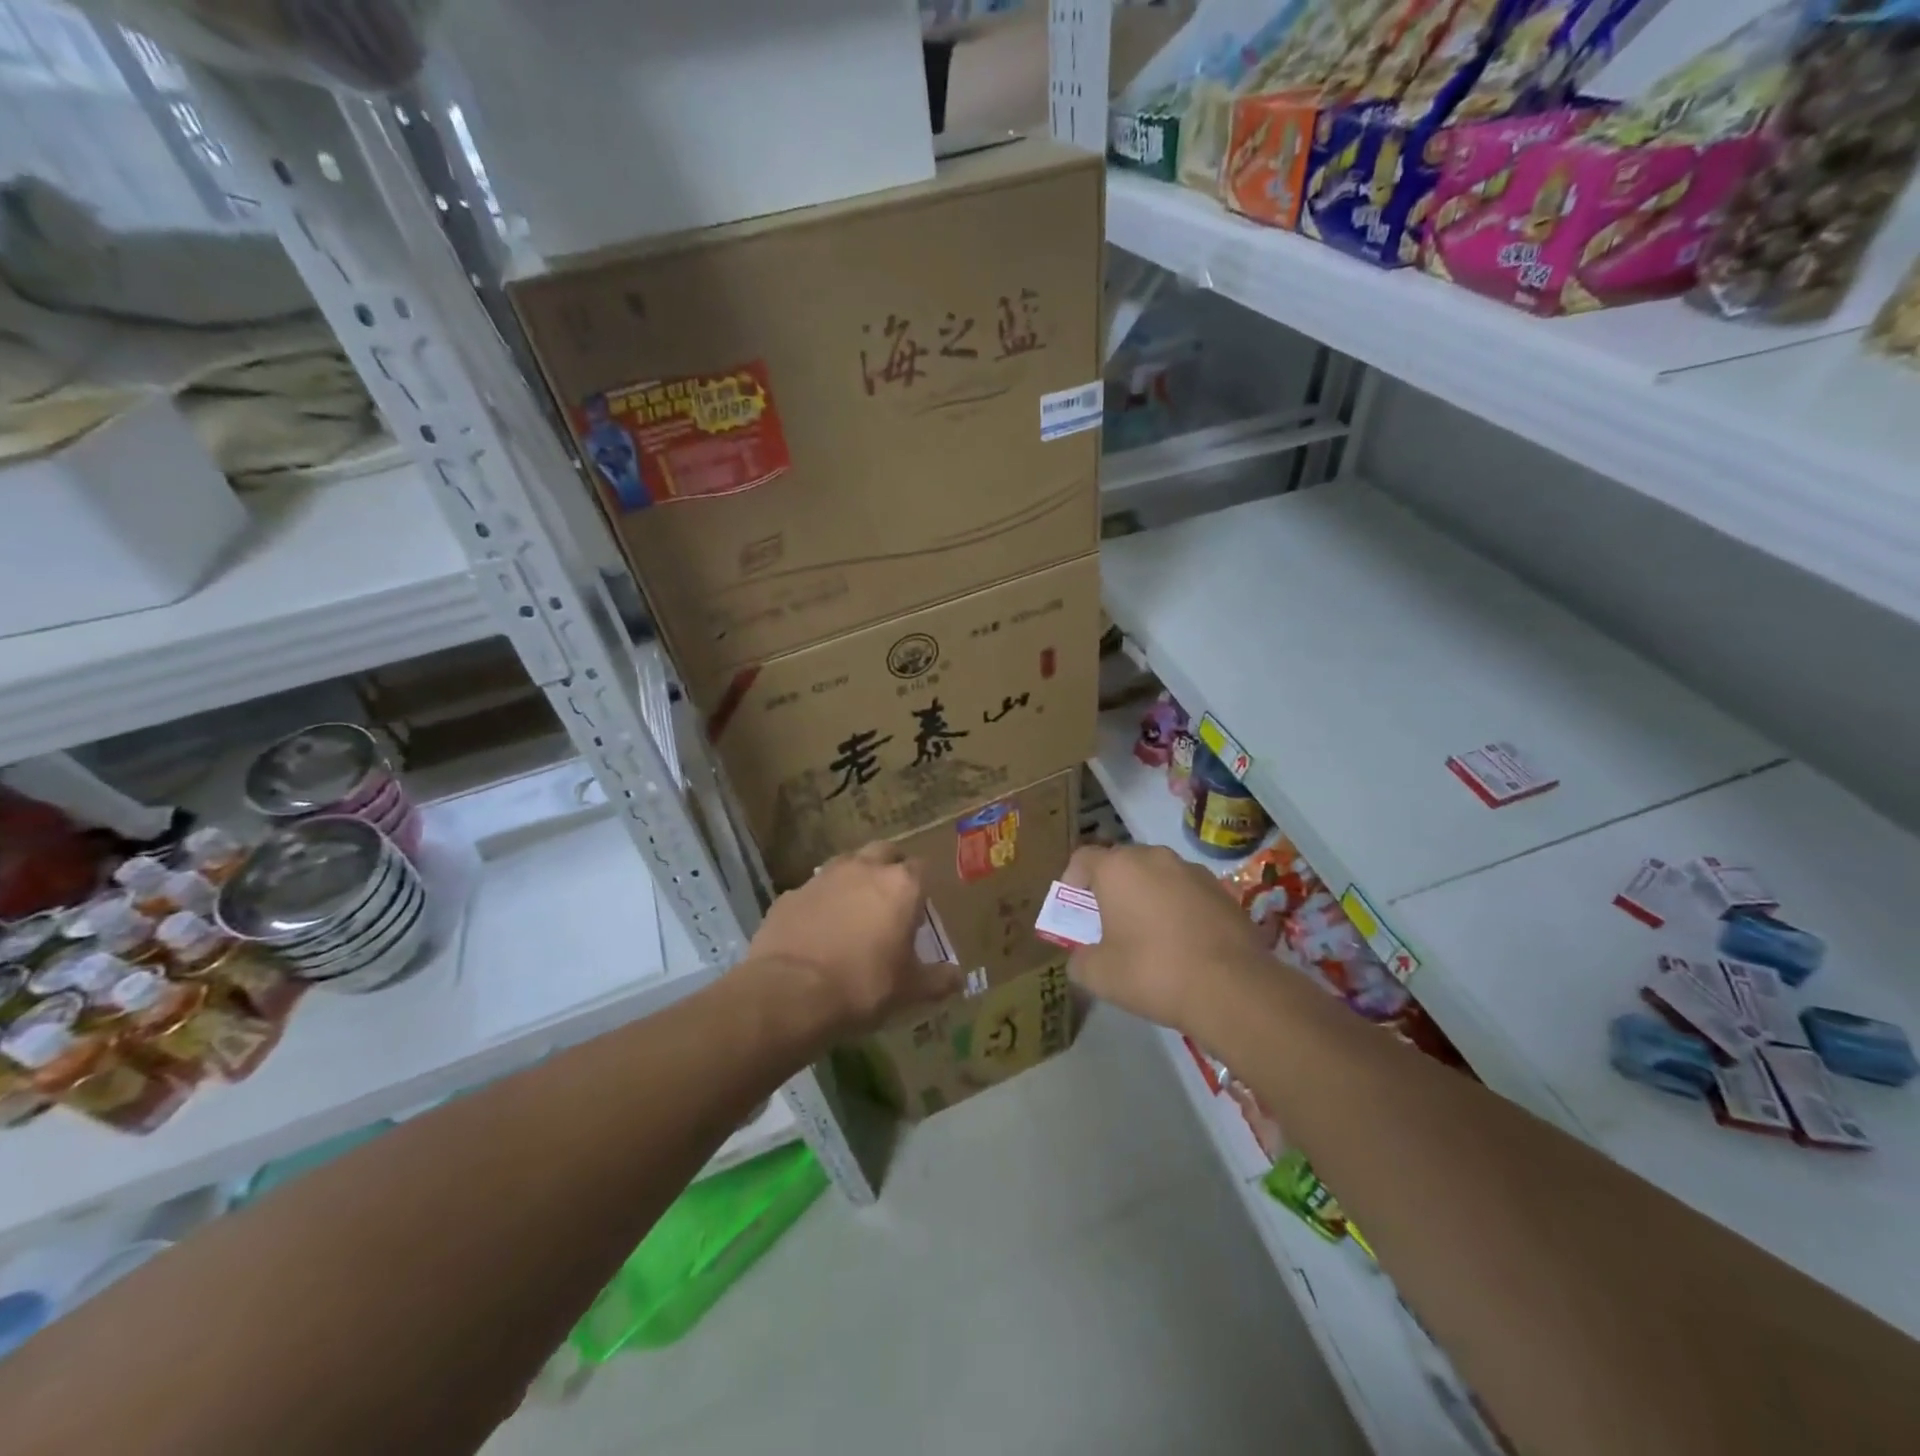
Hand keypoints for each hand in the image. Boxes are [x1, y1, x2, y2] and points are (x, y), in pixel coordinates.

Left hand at [745, 842, 962, 1039]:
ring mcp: (822, 878)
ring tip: (853, 913)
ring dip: (853, 880)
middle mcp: (863, 869)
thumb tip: (958, 978)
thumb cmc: (863, 986)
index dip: (921, 888)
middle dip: (889, 868)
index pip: (920, 868)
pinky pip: (813, 892)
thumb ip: (938, 979)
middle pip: (883, 852)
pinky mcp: (790, 895)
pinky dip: (820, 904)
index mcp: (900, 885)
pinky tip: (817, 932)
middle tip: (890, 901)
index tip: (918, 913)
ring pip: (845, 864)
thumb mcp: (910, 990)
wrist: (790, 993)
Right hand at [1061, 843, 1263, 1031]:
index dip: (1072, 881)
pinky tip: (1182, 944)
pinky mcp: (1223, 891)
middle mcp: (1154, 857)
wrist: (1232, 988)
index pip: (1083, 858)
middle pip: (1121, 864)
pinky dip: (1177, 909)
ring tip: (1148, 936)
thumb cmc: (1152, 972)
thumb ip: (1079, 960)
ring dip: (1146, 897)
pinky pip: (1186, 893)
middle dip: (1111, 889)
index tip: (1074, 909)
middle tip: (1108, 924)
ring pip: (1157, 876)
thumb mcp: (1098, 975)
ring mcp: (1192, 871)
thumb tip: (1081, 958)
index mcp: (1117, 868)